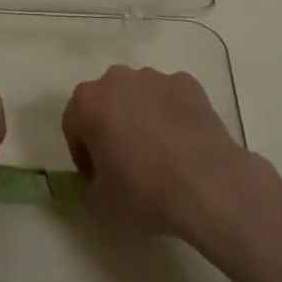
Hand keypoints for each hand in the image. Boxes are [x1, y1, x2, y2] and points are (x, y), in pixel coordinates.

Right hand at [61, 65, 251, 241]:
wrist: (208, 185)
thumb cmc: (145, 192)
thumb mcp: (101, 205)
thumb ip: (89, 186)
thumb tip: (97, 179)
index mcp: (89, 101)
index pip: (73, 123)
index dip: (82, 152)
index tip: (97, 177)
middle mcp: (117, 78)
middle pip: (106, 102)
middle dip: (111, 127)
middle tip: (126, 164)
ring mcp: (155, 77)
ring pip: (139, 96)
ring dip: (141, 117)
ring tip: (160, 155)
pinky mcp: (187, 83)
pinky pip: (170, 98)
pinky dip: (171, 115)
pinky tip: (184, 145)